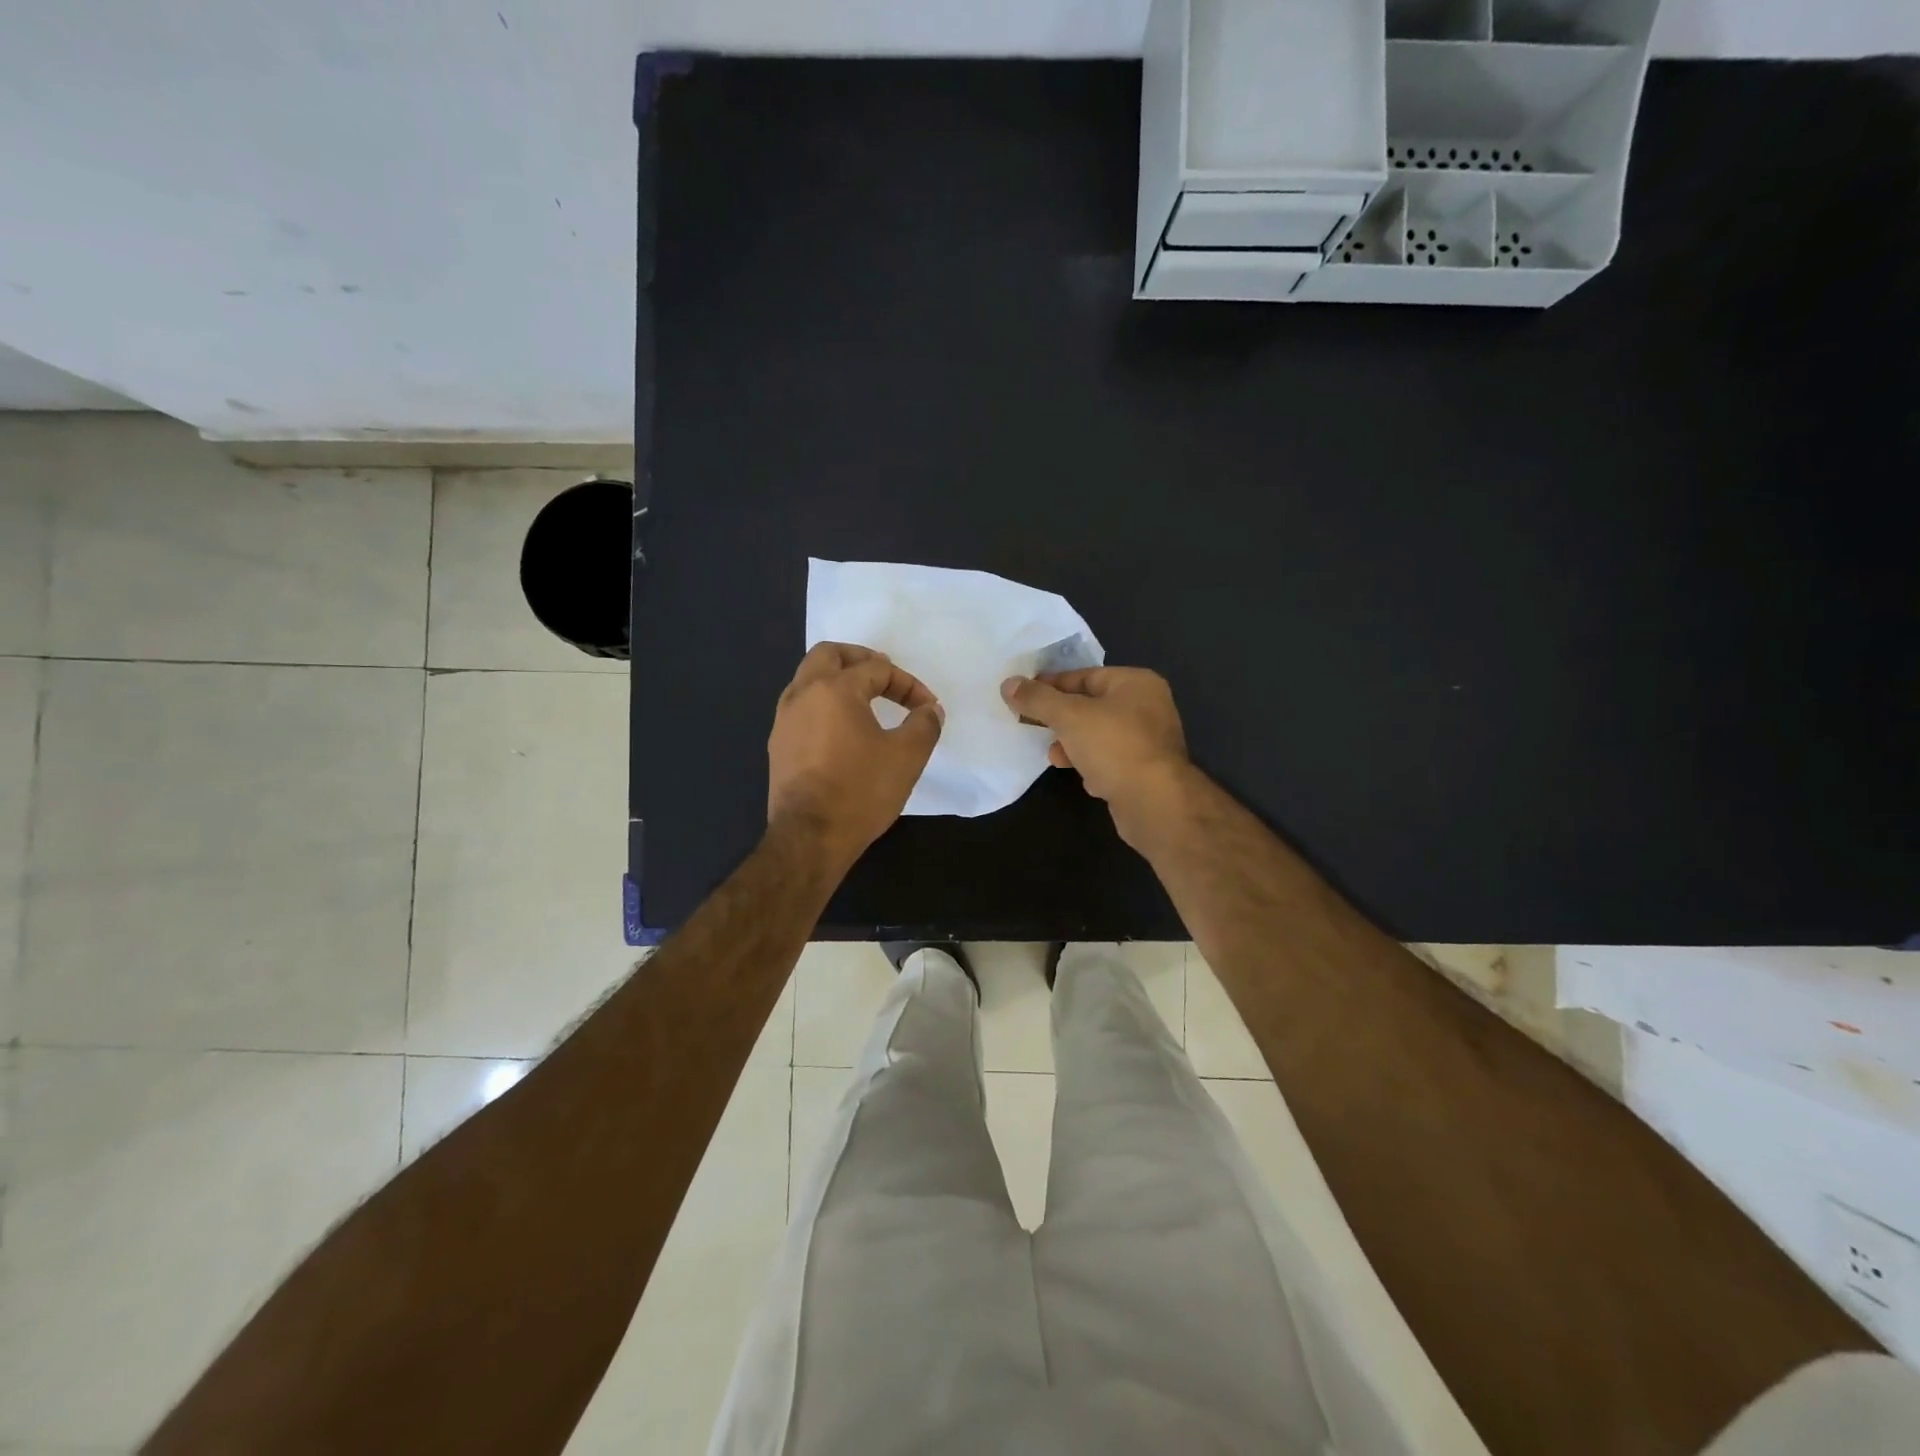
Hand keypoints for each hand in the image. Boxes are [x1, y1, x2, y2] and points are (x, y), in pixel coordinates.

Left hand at [768, 643, 943, 868]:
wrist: (810, 837)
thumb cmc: (861, 791)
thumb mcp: (907, 756)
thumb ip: (924, 724)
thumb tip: (930, 710)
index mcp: (834, 689)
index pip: (877, 669)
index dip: (907, 684)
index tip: (926, 707)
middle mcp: (802, 694)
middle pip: (828, 655)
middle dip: (860, 659)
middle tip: (884, 674)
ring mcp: (784, 720)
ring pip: (808, 679)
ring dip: (837, 679)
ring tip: (864, 699)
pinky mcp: (778, 745)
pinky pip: (800, 707)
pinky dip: (823, 704)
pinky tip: (841, 729)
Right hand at [1000, 667, 1192, 839]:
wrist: (1155, 803)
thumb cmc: (1114, 747)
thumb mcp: (1069, 716)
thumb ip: (1038, 699)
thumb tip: (1009, 684)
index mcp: (1136, 683)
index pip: (1084, 675)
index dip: (1051, 685)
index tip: (1023, 696)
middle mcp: (1148, 707)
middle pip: (1091, 705)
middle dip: (1061, 719)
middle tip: (1032, 726)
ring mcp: (1149, 741)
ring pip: (1099, 735)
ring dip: (1073, 746)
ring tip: (1054, 757)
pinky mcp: (1146, 771)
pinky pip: (1111, 761)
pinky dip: (1094, 767)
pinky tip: (1085, 779)